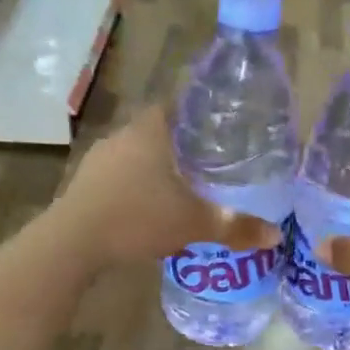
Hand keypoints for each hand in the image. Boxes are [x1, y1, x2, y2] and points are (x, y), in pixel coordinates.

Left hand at [51, 105, 279, 269]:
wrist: (72, 243)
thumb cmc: (138, 218)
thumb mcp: (195, 224)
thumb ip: (236, 227)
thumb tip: (277, 235)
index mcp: (150, 131)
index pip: (178, 105)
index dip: (199, 113)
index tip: (220, 128)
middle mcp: (123, 136)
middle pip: (158, 130)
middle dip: (182, 144)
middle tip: (210, 161)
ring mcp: (99, 159)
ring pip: (136, 154)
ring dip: (156, 166)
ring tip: (182, 185)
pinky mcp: (83, 183)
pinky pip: (118, 175)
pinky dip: (135, 184)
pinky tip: (147, 206)